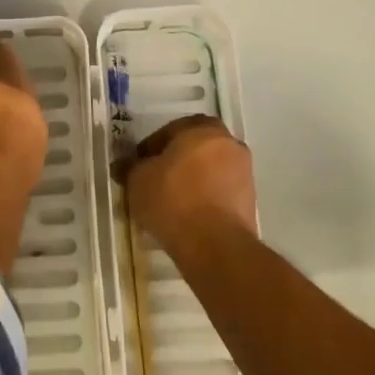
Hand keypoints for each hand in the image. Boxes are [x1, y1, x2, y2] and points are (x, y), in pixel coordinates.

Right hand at [126, 114, 256, 254]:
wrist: (215, 246)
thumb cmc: (174, 200)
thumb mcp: (138, 180)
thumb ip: (131, 167)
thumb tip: (124, 165)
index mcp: (203, 128)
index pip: (171, 130)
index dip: (152, 147)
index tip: (139, 166)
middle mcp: (228, 144)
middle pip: (194, 148)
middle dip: (175, 162)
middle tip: (155, 182)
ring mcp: (243, 173)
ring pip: (209, 171)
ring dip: (192, 182)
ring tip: (170, 204)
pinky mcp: (250, 202)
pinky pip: (219, 193)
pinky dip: (205, 200)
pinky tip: (187, 218)